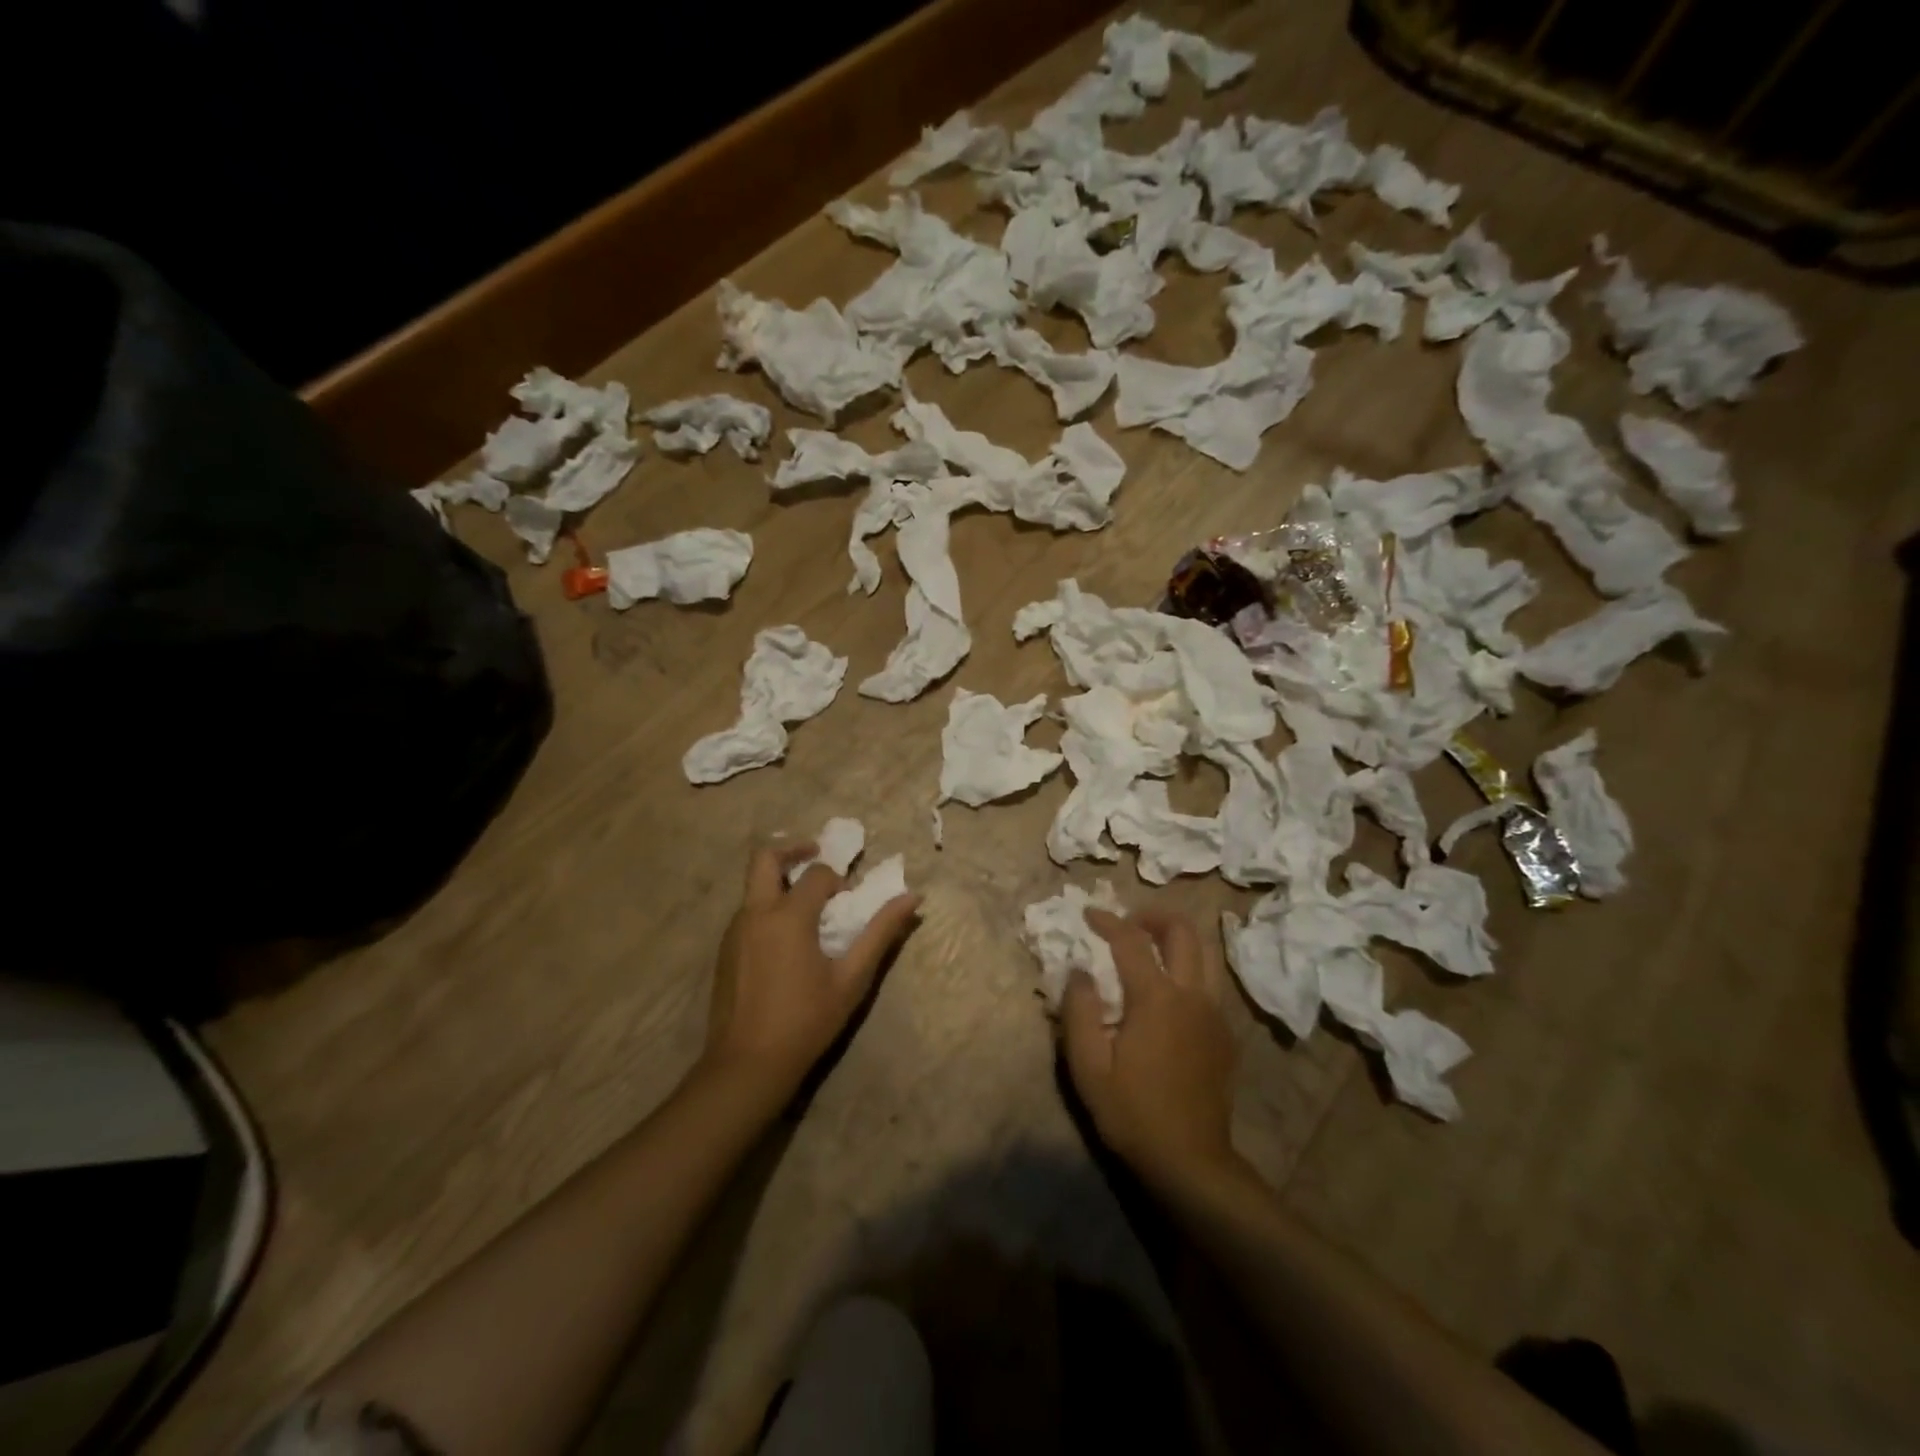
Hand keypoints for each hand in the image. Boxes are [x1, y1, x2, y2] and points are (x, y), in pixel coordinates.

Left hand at [702, 840, 920, 1101]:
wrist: (747, 1065)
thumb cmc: (806, 1021)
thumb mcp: (852, 979)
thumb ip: (880, 933)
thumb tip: (912, 898)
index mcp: (789, 916)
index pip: (816, 874)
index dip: (837, 880)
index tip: (849, 902)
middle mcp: (756, 913)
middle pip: (765, 858)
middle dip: (793, 851)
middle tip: (817, 858)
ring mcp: (734, 932)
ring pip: (754, 886)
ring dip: (780, 882)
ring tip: (806, 909)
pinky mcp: (724, 951)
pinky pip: (747, 913)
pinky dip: (767, 908)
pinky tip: (785, 943)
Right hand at [1061, 907, 1244, 1195]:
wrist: (1191, 1162)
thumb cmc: (1132, 1113)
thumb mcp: (1088, 1067)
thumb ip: (1079, 1011)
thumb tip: (1080, 971)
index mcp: (1156, 999)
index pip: (1131, 940)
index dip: (1108, 920)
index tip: (1088, 914)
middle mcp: (1191, 995)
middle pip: (1182, 931)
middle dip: (1153, 916)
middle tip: (1127, 923)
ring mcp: (1215, 1013)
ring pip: (1204, 954)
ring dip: (1175, 939)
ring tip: (1148, 948)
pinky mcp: (1225, 1034)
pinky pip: (1209, 983)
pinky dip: (1187, 969)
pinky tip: (1167, 993)